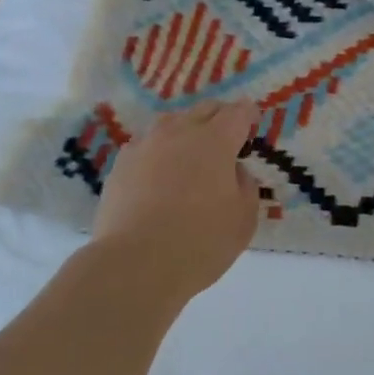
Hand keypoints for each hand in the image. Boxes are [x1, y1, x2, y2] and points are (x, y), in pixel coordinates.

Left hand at [90, 100, 261, 294]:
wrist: (135, 264)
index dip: (248, 114)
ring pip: (171, 123)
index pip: (238, 112)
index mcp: (216, 141)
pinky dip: (159, 151)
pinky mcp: (121, 163)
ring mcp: (146, 144)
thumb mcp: (244, 219)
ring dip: (187, 130)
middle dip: (220, 117)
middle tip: (227, 137)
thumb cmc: (200, 242)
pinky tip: (159, 172)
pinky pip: (146, 145)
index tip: (252, 122)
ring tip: (190, 152)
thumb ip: (246, 186)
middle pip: (204, 110)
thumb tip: (234, 171)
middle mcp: (180, 132)